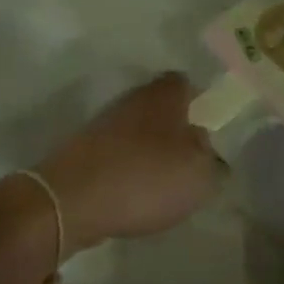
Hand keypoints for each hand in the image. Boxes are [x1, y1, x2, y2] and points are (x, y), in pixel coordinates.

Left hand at [37, 73, 221, 257]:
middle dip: (174, 127)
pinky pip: (117, 151)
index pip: (187, 83)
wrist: (72, 199)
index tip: (210, 127)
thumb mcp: (199, 174)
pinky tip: (134, 191)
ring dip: (150, 148)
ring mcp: (105, 121)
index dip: (200, 102)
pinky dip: (128, 166)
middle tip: (190, 157)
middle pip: (161, 106)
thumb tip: (203, 144)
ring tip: (163, 180)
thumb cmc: (146, 177)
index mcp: (165, 94)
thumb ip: (211, 157)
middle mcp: (133, 98)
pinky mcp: (84, 147)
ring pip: (138, 128)